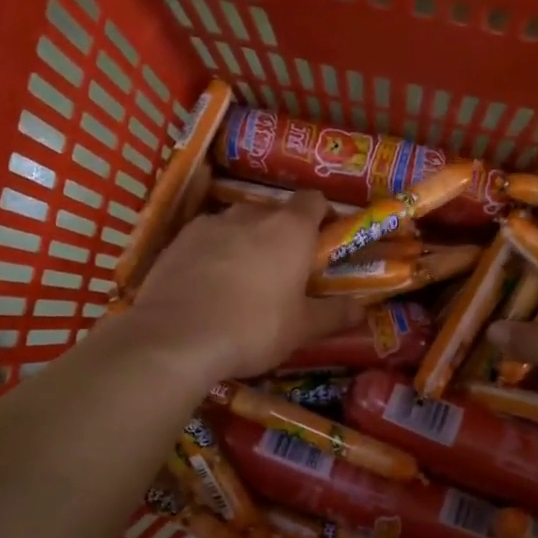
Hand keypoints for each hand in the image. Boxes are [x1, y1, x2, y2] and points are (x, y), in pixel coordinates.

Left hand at [125, 188, 364, 380]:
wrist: (176, 337)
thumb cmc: (253, 329)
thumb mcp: (301, 329)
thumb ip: (333, 314)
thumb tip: (361, 309)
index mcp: (290, 229)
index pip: (313, 200)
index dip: (321, 216)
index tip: (322, 239)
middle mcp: (251, 215)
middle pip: (273, 212)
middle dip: (280, 234)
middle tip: (282, 269)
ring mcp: (210, 224)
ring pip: (236, 225)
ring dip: (244, 243)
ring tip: (241, 280)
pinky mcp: (177, 240)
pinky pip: (204, 240)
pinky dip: (211, 255)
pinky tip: (207, 286)